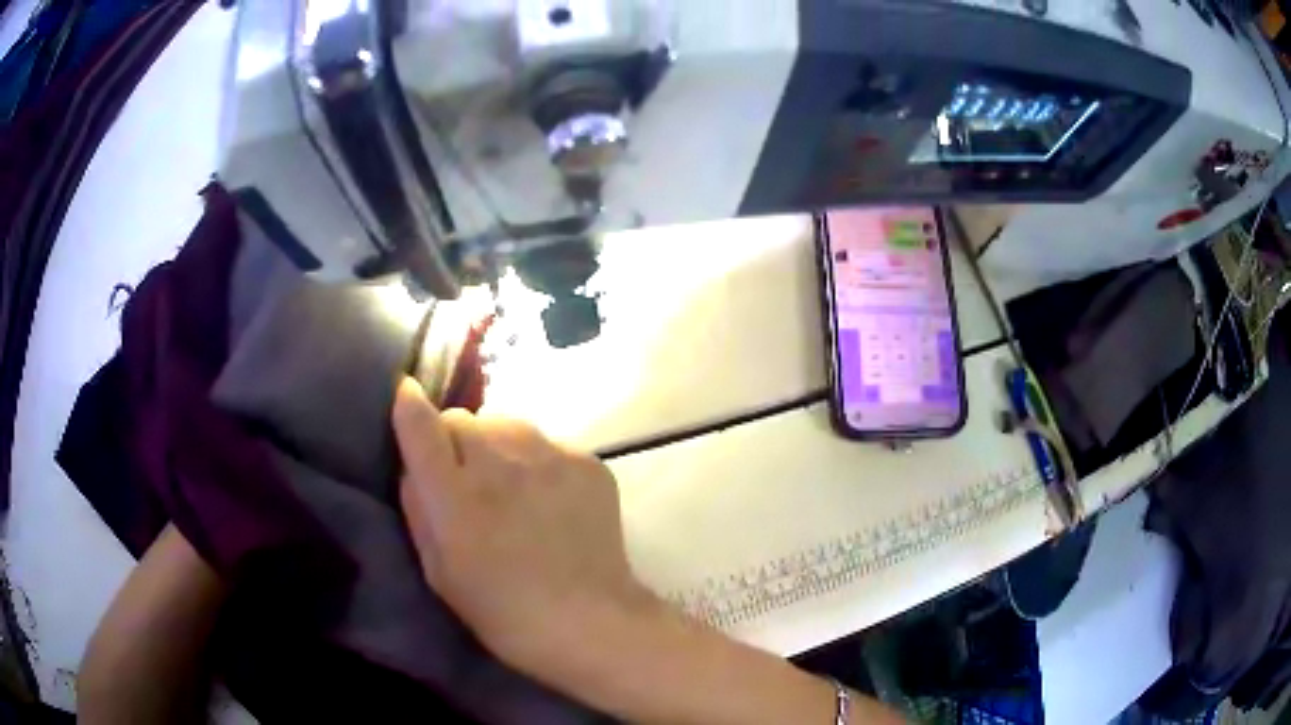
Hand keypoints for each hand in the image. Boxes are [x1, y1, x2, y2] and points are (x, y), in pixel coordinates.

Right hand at [392, 377, 651, 679]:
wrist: (589, 622)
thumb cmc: (501, 610)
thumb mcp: (438, 570)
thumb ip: (418, 508)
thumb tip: (414, 465)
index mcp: (454, 495)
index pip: (420, 422)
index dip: (409, 406)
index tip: (406, 398)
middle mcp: (498, 462)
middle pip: (464, 418)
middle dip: (457, 441)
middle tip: (469, 479)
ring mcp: (549, 456)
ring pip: (508, 423)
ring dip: (499, 446)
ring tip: (514, 487)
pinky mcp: (587, 461)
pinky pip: (549, 444)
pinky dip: (541, 463)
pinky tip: (553, 501)